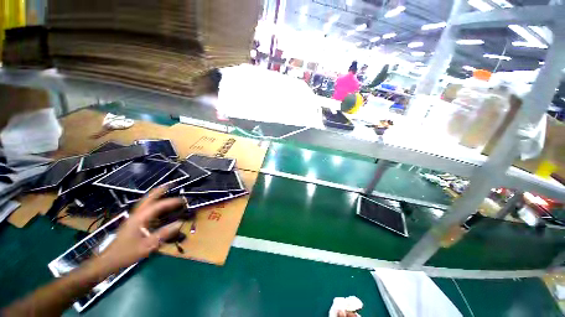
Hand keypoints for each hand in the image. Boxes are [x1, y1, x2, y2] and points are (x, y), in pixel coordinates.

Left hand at [95, 187, 183, 273]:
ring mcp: (133, 218)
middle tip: (170, 185)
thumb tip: (180, 223)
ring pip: (145, 202)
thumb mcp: (147, 246)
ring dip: (155, 196)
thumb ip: (164, 234)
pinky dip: (152, 204)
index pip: (158, 206)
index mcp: (139, 218)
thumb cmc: (126, 253)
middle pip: (148, 198)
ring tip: (165, 191)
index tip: (183, 200)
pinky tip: (158, 208)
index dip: (171, 202)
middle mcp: (136, 215)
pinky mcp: (133, 223)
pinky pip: (144, 209)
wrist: (108, 260)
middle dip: (159, 191)